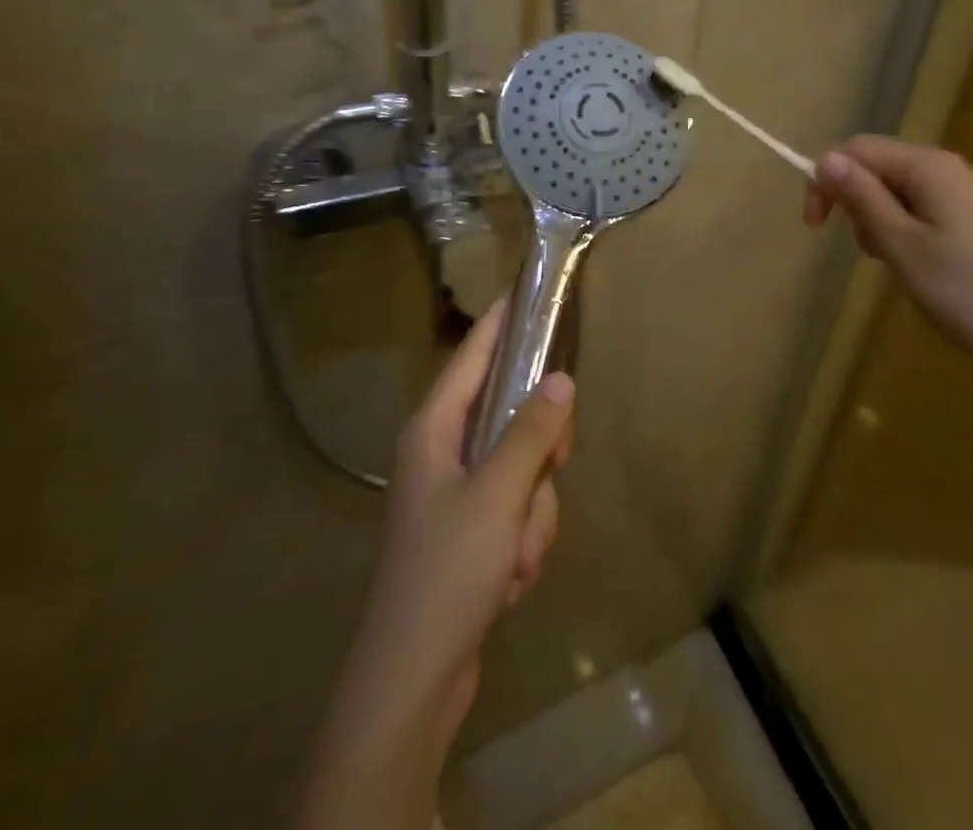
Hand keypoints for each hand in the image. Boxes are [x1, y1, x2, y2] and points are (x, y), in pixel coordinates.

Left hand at [294, 299, 573, 829]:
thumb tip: (560, 379)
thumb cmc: (447, 571)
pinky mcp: (470, 534)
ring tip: (515, 555)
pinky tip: (509, 579)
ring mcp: (456, 495)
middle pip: (510, 416)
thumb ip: (532, 432)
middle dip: (538, 454)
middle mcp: (442, 451)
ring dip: (532, 514)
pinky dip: (523, 542)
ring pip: (522, 471)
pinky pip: (516, 512)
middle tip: (555, 465)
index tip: (526, 291)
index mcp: (434, 428)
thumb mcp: (498, 495)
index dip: (500, 323)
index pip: (472, 355)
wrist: (411, 681)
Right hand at [805, 135, 972, 385]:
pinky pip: (921, 205)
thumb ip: (862, 197)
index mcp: (930, 167)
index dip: (826, 179)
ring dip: (877, 217)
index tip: (814, 226)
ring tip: (889, 261)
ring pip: (897, 187)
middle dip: (854, 199)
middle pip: (878, 164)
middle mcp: (949, 167)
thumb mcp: (900, 245)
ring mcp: (966, 192)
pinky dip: (902, 226)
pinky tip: (913, 261)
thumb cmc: (964, 292)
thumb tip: (826, 158)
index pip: (858, 150)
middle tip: (863, 250)